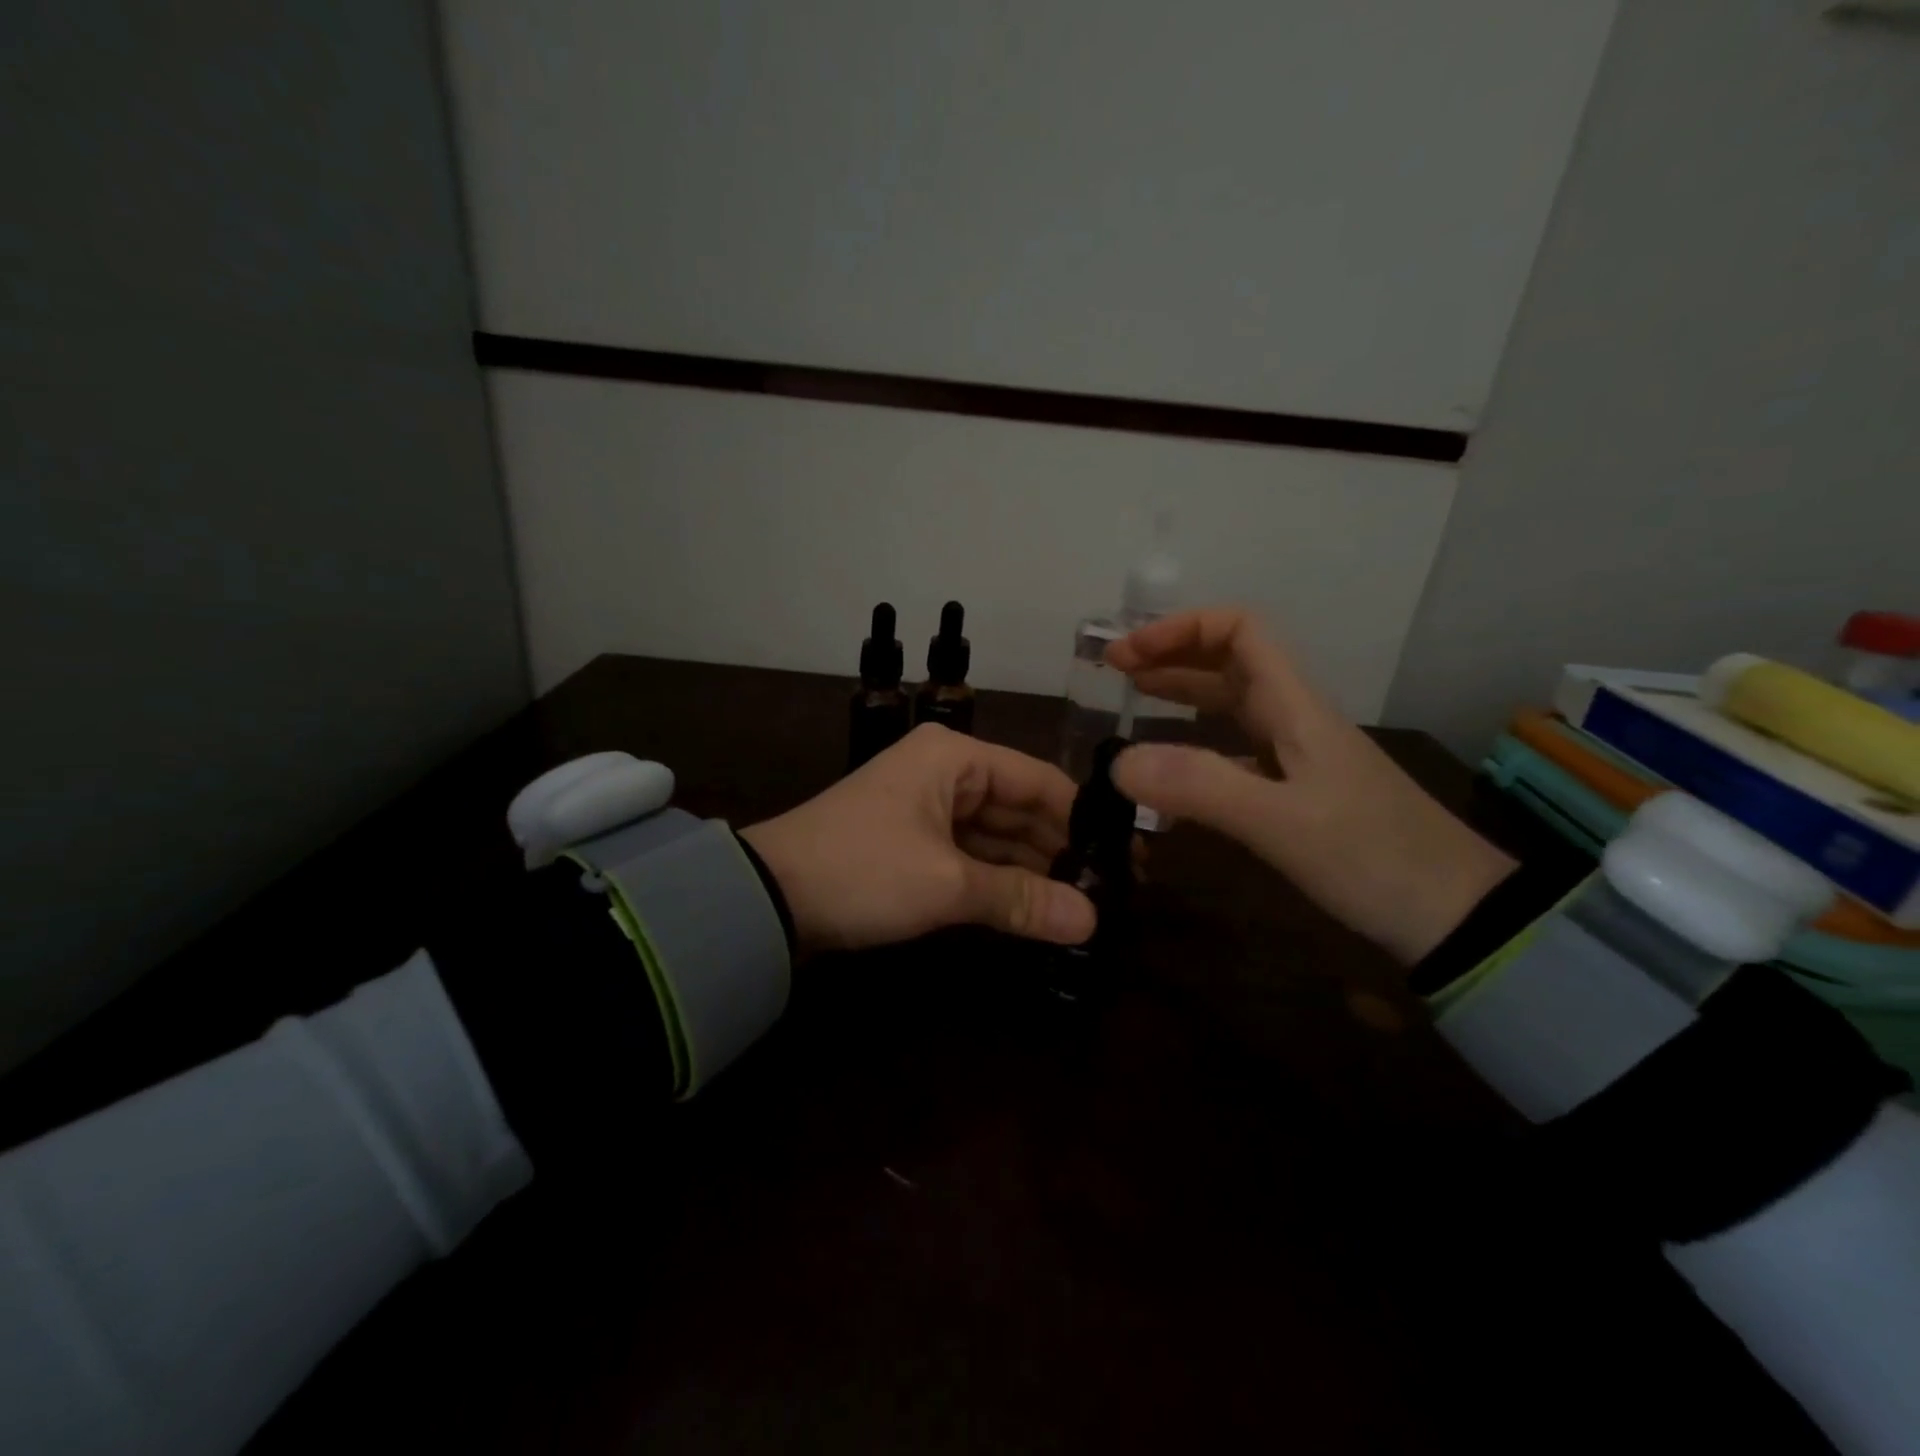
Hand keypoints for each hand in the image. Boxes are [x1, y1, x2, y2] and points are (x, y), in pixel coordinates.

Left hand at [739, 724, 1096, 953]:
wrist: (766, 899)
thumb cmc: (863, 870)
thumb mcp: (946, 884)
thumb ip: (1020, 899)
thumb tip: (1090, 921)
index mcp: (954, 757)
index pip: (1040, 781)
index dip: (1084, 819)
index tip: (1127, 857)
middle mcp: (945, 772)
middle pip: (1020, 808)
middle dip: (1060, 849)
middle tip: (1112, 890)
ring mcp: (927, 809)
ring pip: (996, 836)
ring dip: (1032, 870)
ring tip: (1084, 905)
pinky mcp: (913, 844)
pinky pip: (970, 856)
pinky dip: (998, 881)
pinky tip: (1035, 908)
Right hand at [1106, 608, 1514, 963]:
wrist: (1454, 917)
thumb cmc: (1374, 858)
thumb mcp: (1283, 822)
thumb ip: (1200, 787)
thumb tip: (1117, 762)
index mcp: (1295, 707)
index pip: (1239, 631)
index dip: (1179, 629)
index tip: (1127, 655)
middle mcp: (1294, 721)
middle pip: (1229, 662)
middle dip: (1170, 655)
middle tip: (1115, 671)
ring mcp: (1297, 759)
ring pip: (1231, 706)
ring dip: (1181, 693)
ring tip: (1132, 699)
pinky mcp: (1296, 795)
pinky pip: (1235, 752)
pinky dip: (1195, 747)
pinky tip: (1170, 773)